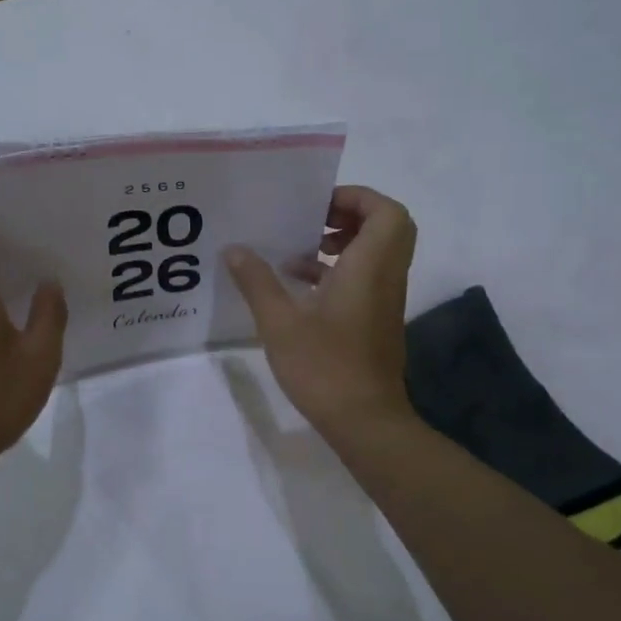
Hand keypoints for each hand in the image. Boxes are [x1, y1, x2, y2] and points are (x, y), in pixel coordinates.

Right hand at [225, 186, 417, 438]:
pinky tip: (299, 285)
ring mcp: (384, 300)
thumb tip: (234, 249)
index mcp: (369, 268)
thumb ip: (257, 282)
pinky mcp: (377, 319)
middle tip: (311, 220)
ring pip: (376, 252)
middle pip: (386, 227)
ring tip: (297, 250)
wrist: (365, 421)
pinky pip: (366, 276)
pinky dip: (339, 269)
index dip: (356, 198)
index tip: (317, 205)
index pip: (386, 212)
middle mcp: (384, 277)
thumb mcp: (279, 323)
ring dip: (342, 242)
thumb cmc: (325, 367)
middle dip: (350, 216)